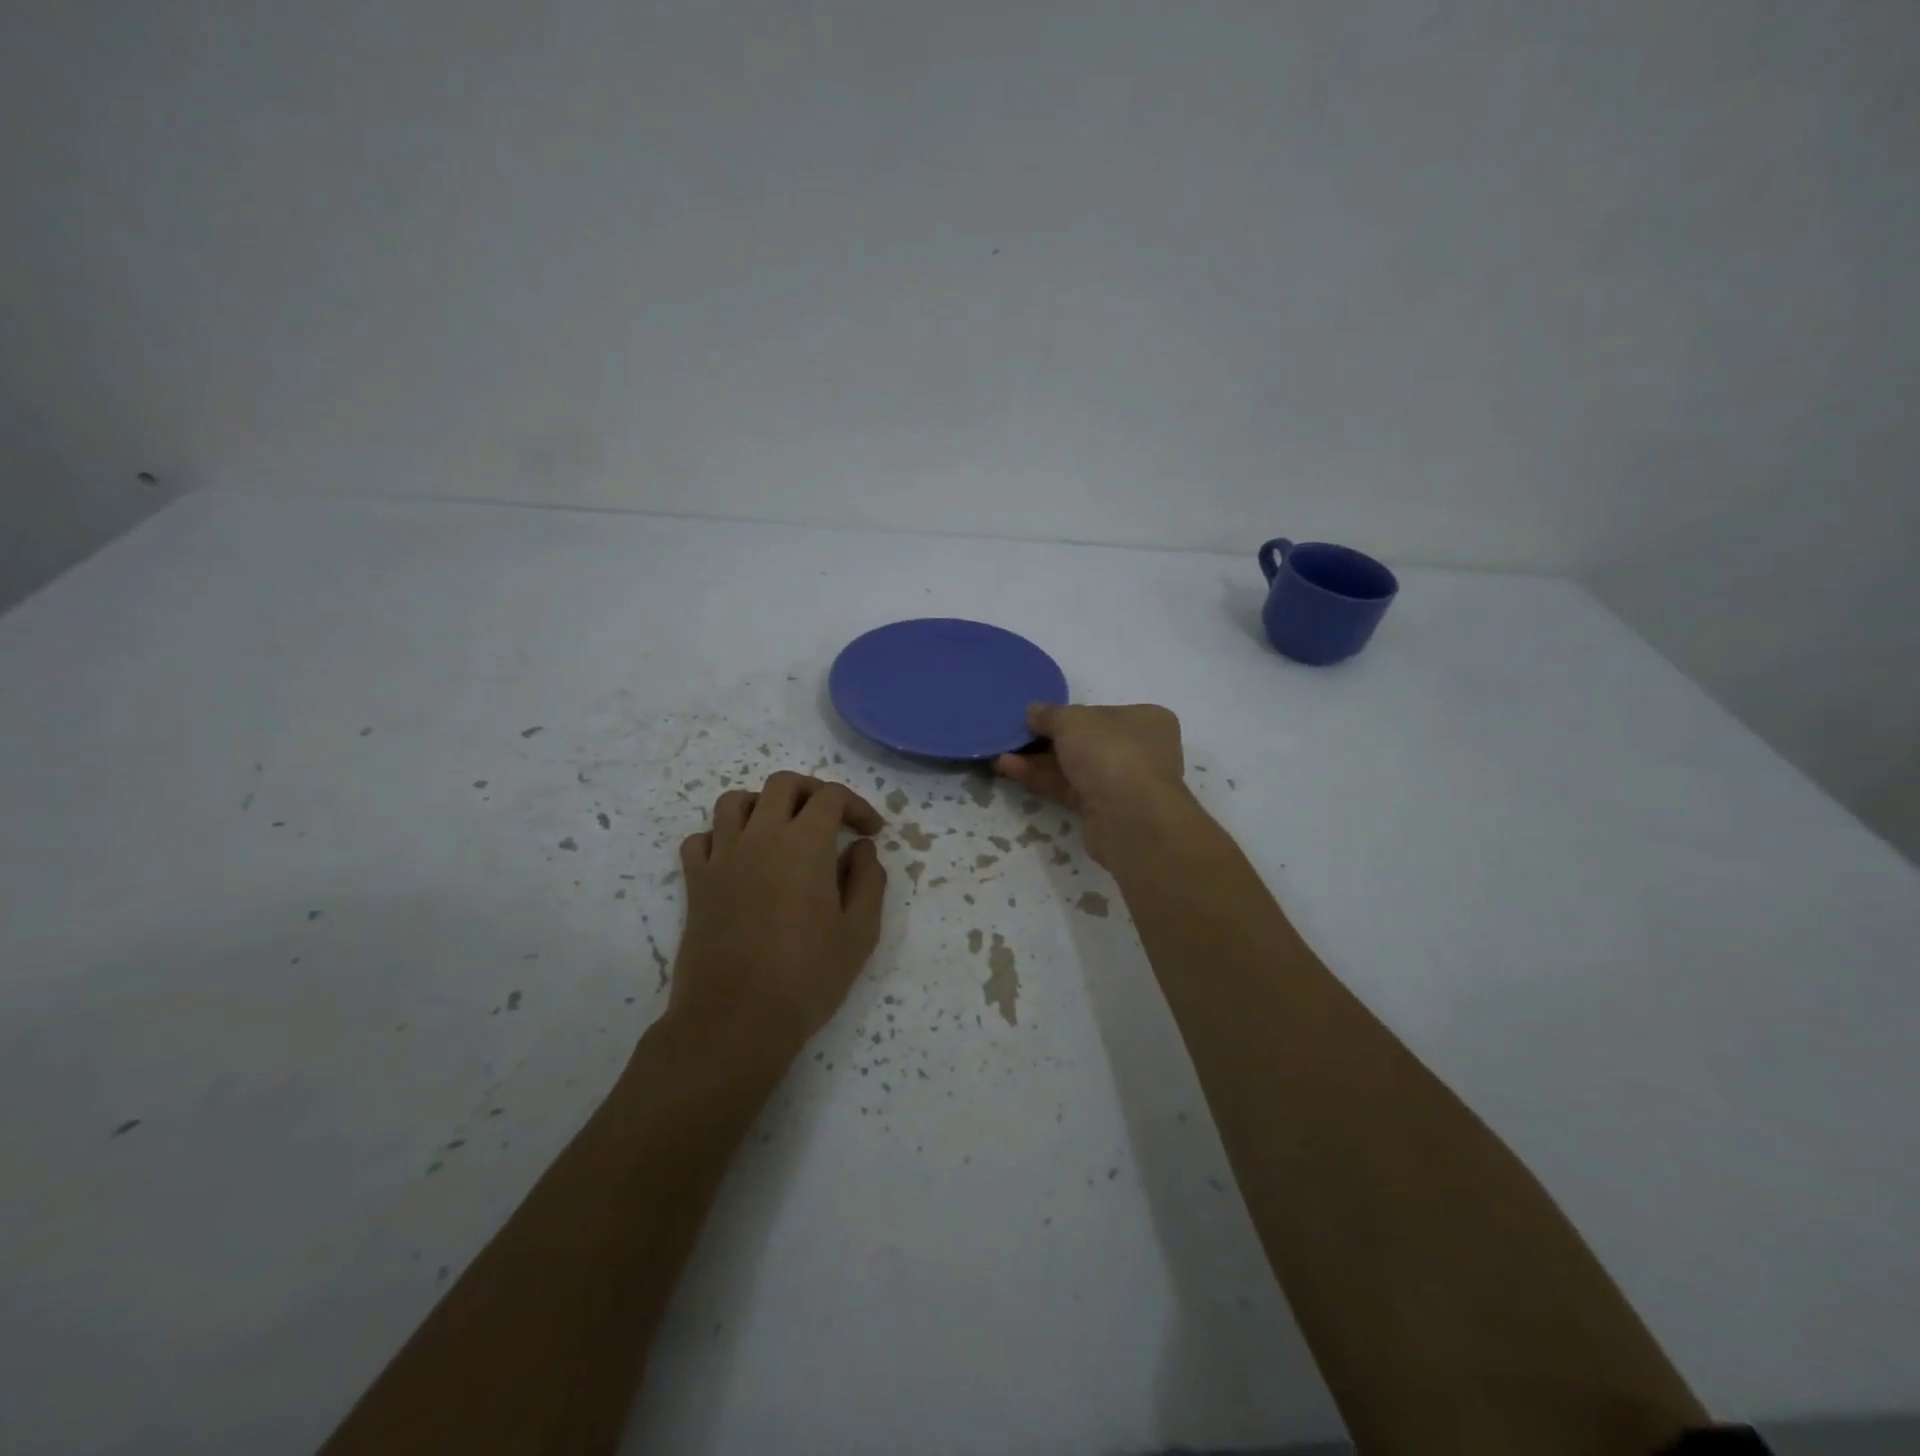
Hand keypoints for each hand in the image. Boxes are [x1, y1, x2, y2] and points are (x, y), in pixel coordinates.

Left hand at [671, 772, 887, 1054]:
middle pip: (783, 784)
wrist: (735, 1019)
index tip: (871, 832)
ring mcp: (722, 856)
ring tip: (781, 830)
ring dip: (763, 805)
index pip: (831, 797)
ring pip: (735, 801)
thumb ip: (868, 881)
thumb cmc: (807, 976)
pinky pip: (702, 839)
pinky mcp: (696, 882)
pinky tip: (739, 859)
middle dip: (813, 792)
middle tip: (831, 820)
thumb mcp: (860, 932)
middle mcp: (761, 836)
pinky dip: (721, 837)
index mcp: (805, 843)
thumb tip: (861, 848)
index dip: (857, 806)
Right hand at [993, 702, 1188, 866]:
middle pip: (1086, 741)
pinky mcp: (1104, 810)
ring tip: (1000, 753)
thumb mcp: (1072, 720)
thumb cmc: (1109, 752)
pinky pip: (1068, 789)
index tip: (1038, 716)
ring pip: (1074, 767)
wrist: (1129, 817)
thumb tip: (1033, 711)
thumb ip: (1050, 714)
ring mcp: (1122, 783)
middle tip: (1015, 735)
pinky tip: (1009, 768)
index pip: (1101, 712)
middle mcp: (1140, 750)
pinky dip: (1041, 779)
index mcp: (1145, 720)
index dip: (1068, 713)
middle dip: (1047, 739)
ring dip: (1037, 761)